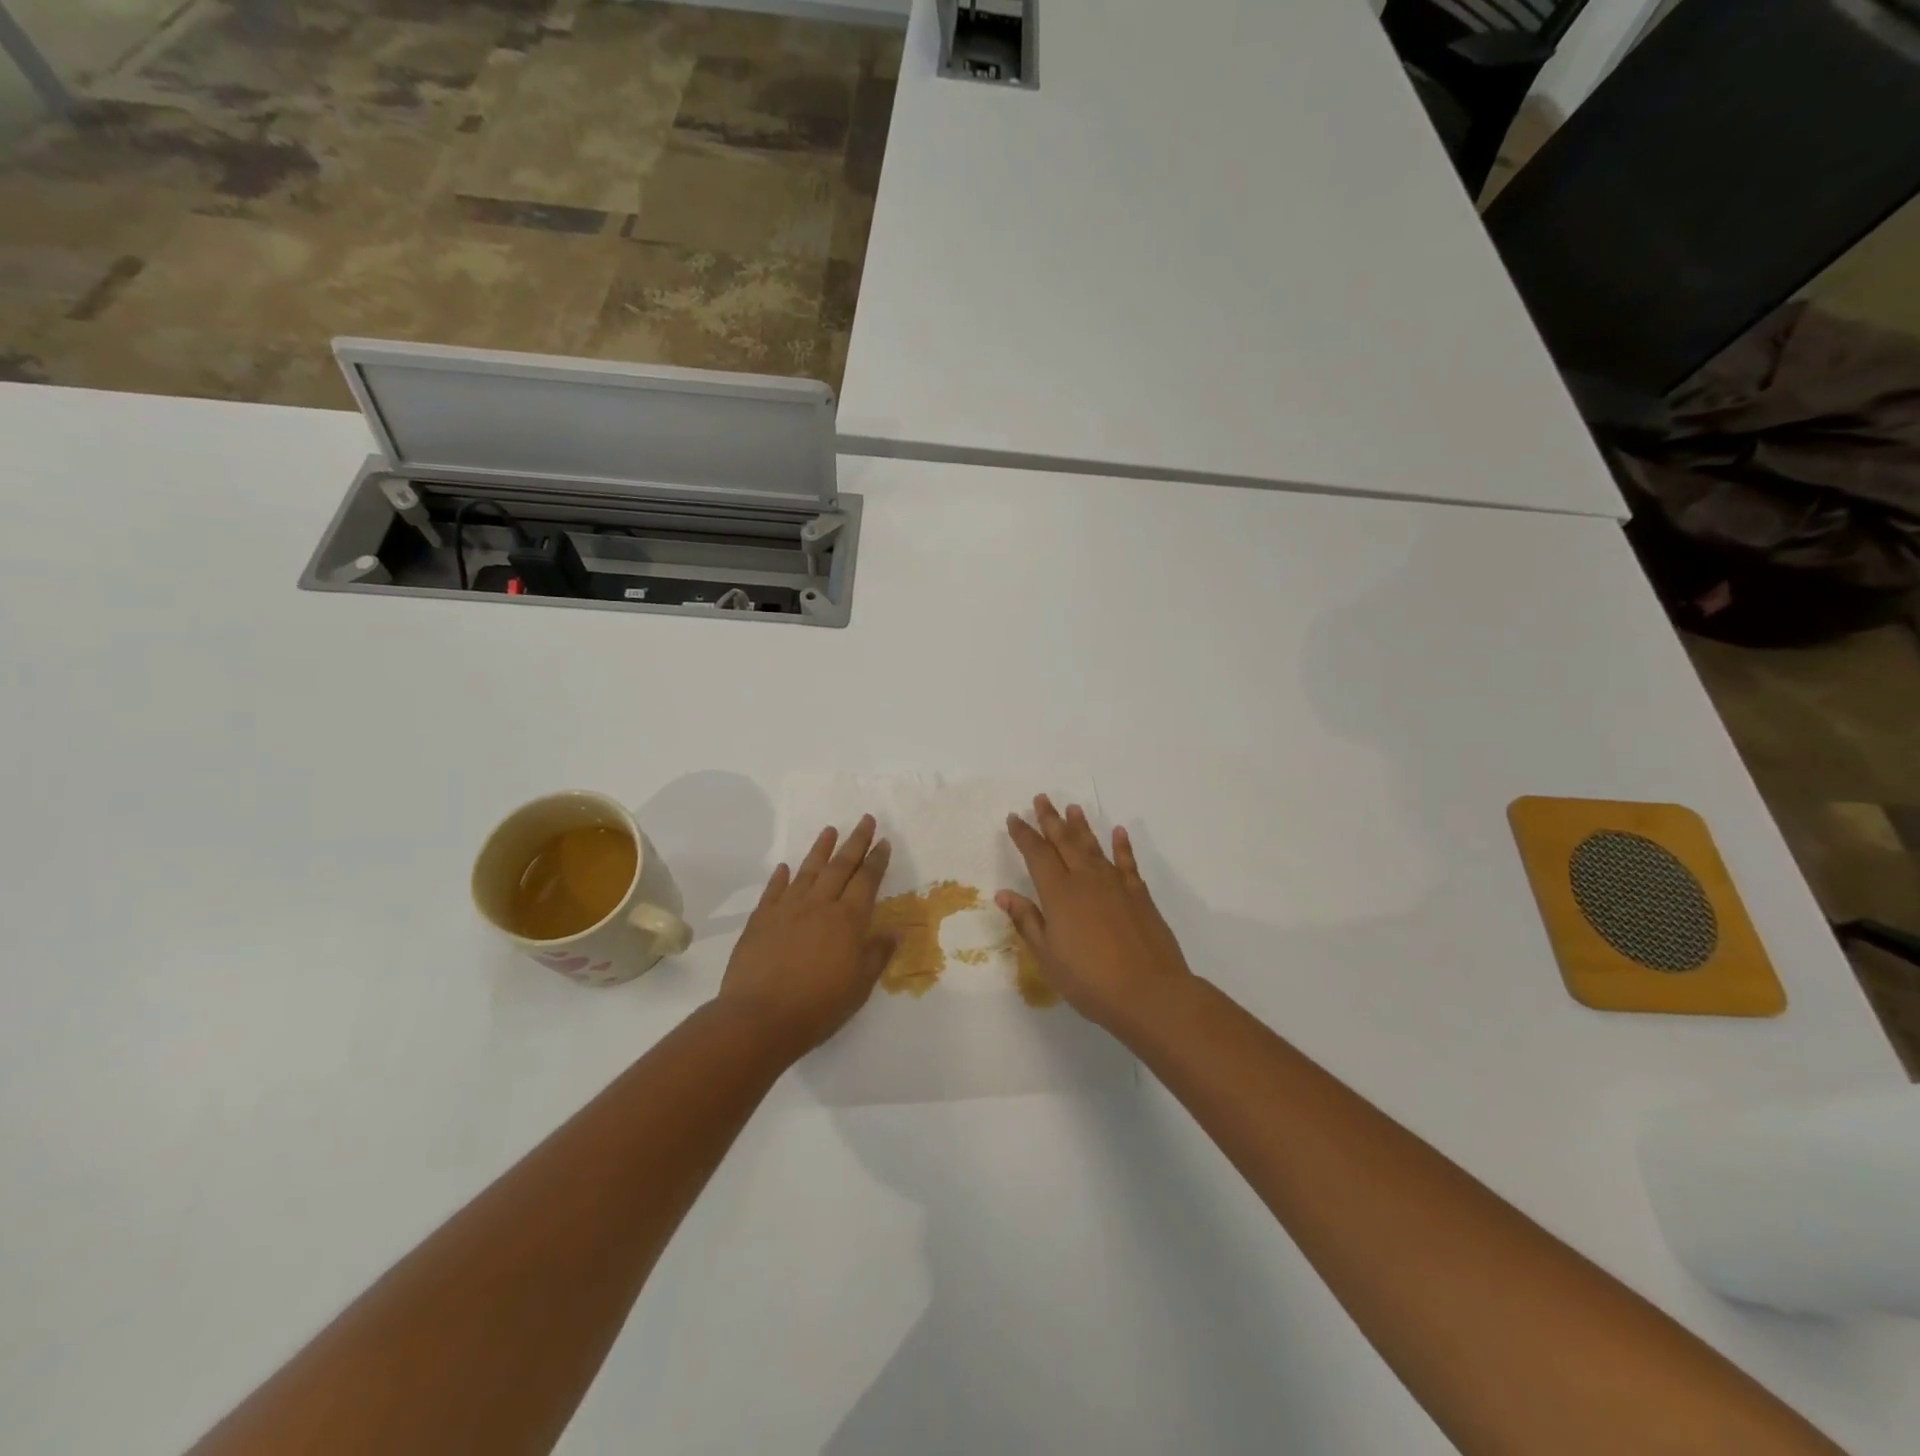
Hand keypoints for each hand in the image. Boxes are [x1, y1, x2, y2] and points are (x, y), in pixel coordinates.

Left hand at [717, 814, 894, 1057]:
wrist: (760, 1017)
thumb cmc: (818, 1005)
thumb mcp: (860, 986)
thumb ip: (877, 955)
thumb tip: (896, 931)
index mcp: (847, 920)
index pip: (866, 880)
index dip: (876, 860)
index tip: (883, 841)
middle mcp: (819, 905)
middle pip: (840, 866)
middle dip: (855, 842)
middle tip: (865, 819)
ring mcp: (787, 909)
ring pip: (808, 871)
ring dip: (820, 849)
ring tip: (830, 830)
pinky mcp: (761, 920)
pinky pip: (774, 891)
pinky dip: (781, 877)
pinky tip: (785, 867)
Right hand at [998, 795, 1192, 1033]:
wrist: (1149, 992)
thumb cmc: (1089, 980)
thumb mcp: (1048, 956)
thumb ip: (1027, 921)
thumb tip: (1004, 894)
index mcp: (1058, 893)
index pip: (1037, 854)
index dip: (1024, 835)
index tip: (1014, 818)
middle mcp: (1085, 879)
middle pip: (1064, 841)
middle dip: (1051, 819)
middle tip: (1041, 798)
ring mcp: (1115, 884)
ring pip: (1093, 846)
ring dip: (1081, 826)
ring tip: (1073, 807)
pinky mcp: (1139, 894)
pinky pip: (1127, 862)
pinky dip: (1122, 845)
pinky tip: (1118, 832)